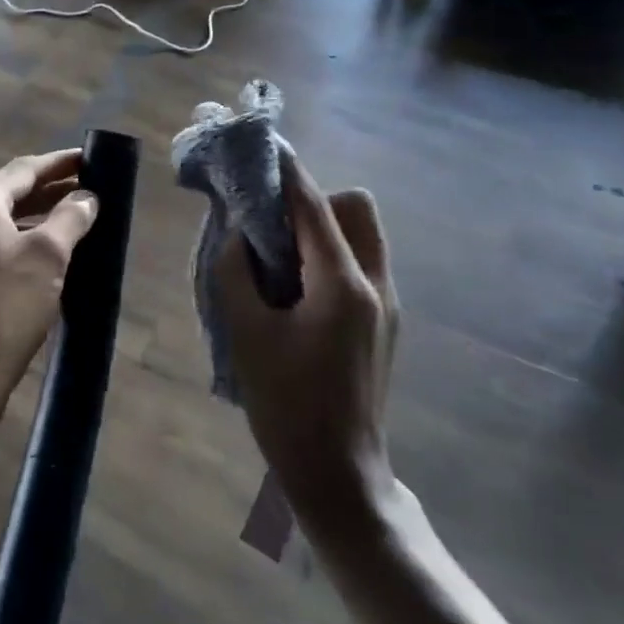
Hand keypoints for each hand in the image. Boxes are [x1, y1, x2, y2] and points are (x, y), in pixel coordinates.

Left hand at [0, 150, 97, 431]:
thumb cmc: (4, 307)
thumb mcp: (47, 256)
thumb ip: (70, 218)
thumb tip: (87, 198)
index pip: (24, 169)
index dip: (60, 162)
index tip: (91, 158)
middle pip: (13, 193)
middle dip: (53, 190)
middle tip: (92, 189)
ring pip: (7, 223)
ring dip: (43, 218)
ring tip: (80, 221)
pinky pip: (0, 248)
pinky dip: (28, 243)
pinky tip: (54, 259)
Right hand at [212, 155, 398, 516]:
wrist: (339, 475)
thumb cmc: (287, 406)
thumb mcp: (248, 336)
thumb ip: (235, 274)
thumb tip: (237, 236)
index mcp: (343, 283)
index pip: (314, 206)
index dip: (288, 173)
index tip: (266, 148)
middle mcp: (376, 283)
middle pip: (356, 208)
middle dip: (314, 200)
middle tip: (272, 223)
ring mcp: (387, 304)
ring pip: (363, 234)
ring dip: (325, 227)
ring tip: (282, 254)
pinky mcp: (384, 324)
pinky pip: (361, 263)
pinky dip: (332, 254)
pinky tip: (297, 287)